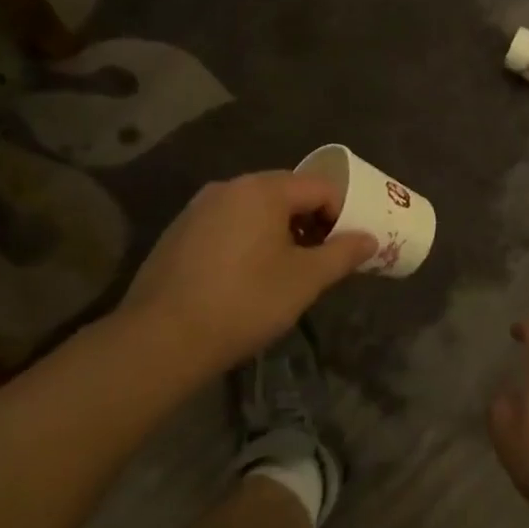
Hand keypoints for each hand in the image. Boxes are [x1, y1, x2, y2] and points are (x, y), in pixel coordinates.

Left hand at [124, 171, 376, 370]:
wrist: (159, 340)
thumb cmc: (244, 302)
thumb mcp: (306, 280)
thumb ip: (343, 253)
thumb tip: (369, 239)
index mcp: (263, 189)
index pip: (320, 187)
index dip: (342, 213)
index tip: (347, 246)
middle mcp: (229, 187)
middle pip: (286, 193)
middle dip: (311, 221)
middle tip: (322, 257)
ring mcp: (198, 209)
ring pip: (255, 209)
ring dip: (279, 231)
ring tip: (287, 270)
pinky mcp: (178, 233)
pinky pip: (227, 225)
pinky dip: (247, 240)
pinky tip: (246, 277)